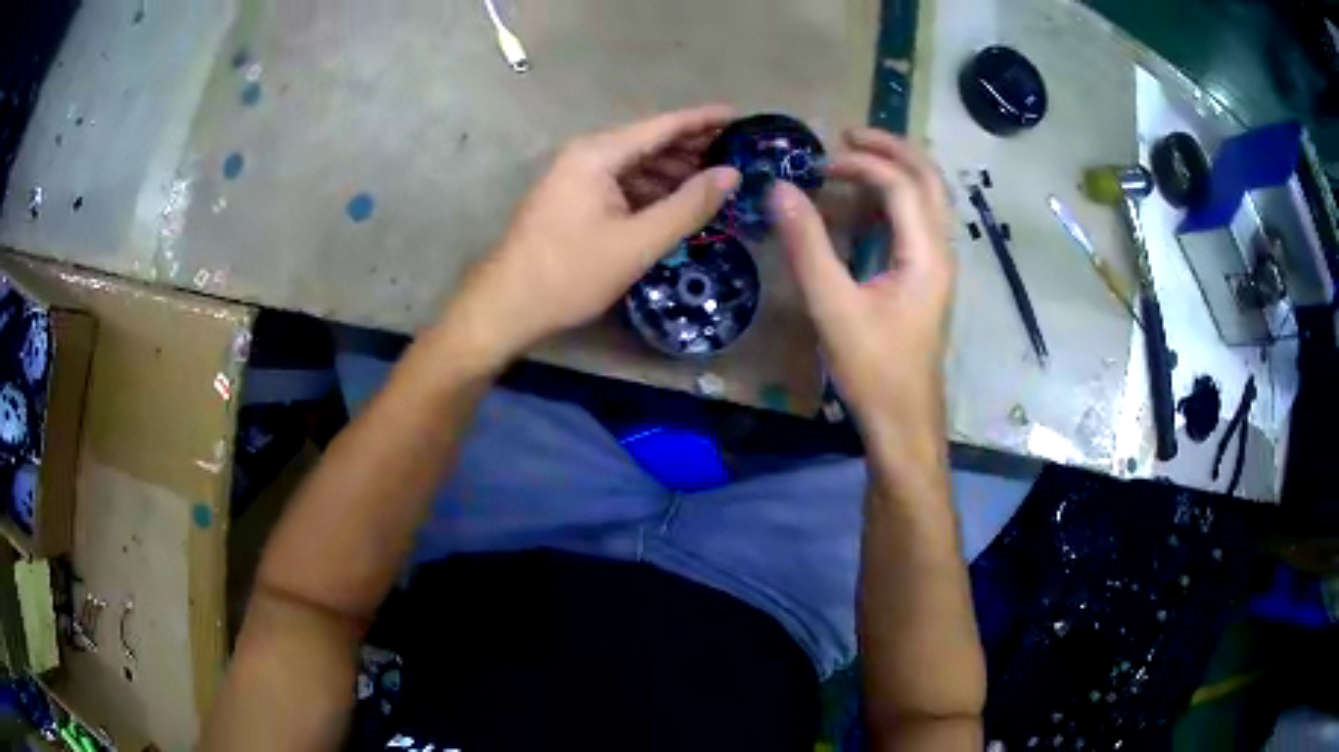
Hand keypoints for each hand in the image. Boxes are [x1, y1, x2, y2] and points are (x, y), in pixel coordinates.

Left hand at [441, 106, 741, 368]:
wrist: (507, 306)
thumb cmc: (571, 273)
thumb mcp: (638, 242)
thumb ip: (688, 206)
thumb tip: (731, 174)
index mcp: (598, 154)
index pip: (662, 126)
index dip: (703, 120)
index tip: (740, 116)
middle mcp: (586, 155)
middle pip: (648, 141)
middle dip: (691, 147)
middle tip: (737, 155)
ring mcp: (575, 177)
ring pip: (634, 164)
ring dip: (672, 171)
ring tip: (714, 182)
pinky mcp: (572, 199)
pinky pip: (620, 183)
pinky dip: (650, 190)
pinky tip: (674, 205)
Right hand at [769, 129, 953, 448]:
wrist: (903, 420)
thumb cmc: (872, 369)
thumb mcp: (833, 306)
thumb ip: (806, 245)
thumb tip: (780, 189)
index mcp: (926, 254)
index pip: (901, 185)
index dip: (861, 164)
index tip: (819, 163)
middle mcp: (941, 251)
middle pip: (929, 179)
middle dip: (892, 149)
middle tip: (849, 134)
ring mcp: (938, 265)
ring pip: (929, 199)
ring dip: (897, 170)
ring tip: (856, 157)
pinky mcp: (928, 279)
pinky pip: (919, 221)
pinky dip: (895, 199)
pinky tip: (866, 205)